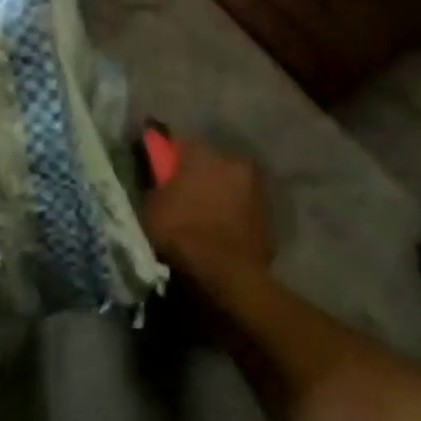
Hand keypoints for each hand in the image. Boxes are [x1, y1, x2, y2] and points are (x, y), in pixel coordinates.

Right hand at [141, 139, 273, 281]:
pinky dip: (234, 216)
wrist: (227, 274)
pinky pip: (243, 209)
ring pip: (230, 185)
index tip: (165, 176)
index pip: (182, 146)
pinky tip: (222, 233)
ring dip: (220, 196)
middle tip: (186, 198)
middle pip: (210, 164)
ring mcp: (254, 187)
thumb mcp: (152, 207)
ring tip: (205, 219)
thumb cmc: (182, 232)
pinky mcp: (268, 214)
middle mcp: (230, 161)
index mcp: (201, 153)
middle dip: (200, 176)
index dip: (172, 161)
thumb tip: (161, 180)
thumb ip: (157, 185)